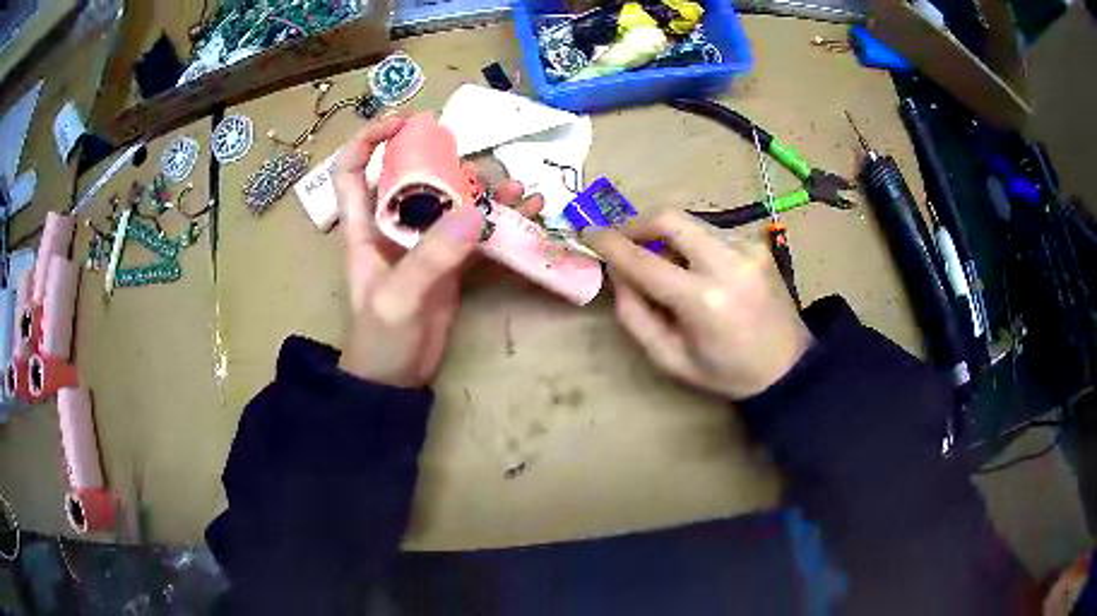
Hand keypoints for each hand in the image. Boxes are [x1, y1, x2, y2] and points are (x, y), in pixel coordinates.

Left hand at [332, 115, 541, 386]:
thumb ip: (432, 256)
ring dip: (485, 193)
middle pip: (415, 178)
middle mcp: (392, 226)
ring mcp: (423, 244)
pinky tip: (528, 216)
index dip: (370, 139)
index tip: (404, 122)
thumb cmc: (379, 339)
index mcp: (364, 227)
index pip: (353, 170)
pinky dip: (501, 224)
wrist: (395, 381)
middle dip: (446, 164)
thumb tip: (477, 213)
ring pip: (452, 204)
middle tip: (480, 169)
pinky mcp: (449, 264)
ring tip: (517, 191)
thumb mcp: (398, 297)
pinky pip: (476, 235)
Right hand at [584, 209, 812, 399]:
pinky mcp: (755, 244)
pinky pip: (709, 232)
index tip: (588, 234)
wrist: (789, 366)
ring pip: (689, 221)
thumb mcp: (672, 359)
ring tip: (660, 263)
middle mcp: (728, 262)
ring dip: (664, 235)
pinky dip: (690, 244)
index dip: (610, 243)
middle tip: (623, 242)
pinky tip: (693, 269)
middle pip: (669, 217)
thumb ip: (635, 316)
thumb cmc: (727, 373)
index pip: (643, 260)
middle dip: (636, 223)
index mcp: (704, 300)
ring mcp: (746, 247)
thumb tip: (617, 273)